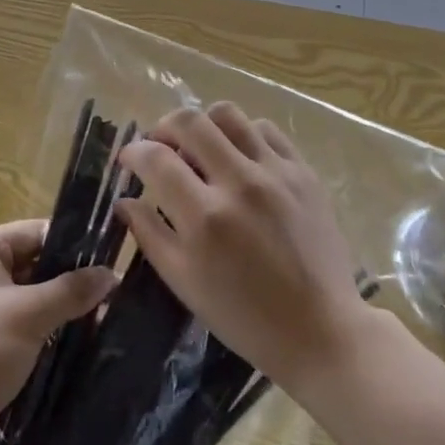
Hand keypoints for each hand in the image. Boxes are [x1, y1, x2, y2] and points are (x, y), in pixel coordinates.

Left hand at [0, 219, 115, 444]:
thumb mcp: (28, 315)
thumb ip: (71, 291)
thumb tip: (112, 274)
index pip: (35, 233)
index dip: (73, 244)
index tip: (111, 260)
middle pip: (35, 266)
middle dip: (71, 281)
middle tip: (114, 295)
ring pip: (32, 300)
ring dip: (62, 311)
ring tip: (106, 321)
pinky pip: (24, 328)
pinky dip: (48, 334)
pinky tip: (80, 346)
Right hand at [117, 102, 371, 396]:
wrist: (320, 330)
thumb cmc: (244, 317)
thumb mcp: (184, 283)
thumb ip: (149, 234)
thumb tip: (124, 199)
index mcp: (205, 217)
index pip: (156, 159)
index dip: (134, 152)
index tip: (129, 159)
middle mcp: (239, 183)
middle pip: (190, 121)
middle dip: (163, 127)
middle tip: (161, 147)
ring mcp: (275, 172)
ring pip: (227, 114)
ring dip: (204, 126)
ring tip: (201, 149)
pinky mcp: (303, 171)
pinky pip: (265, 129)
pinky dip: (242, 135)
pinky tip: (239, 158)